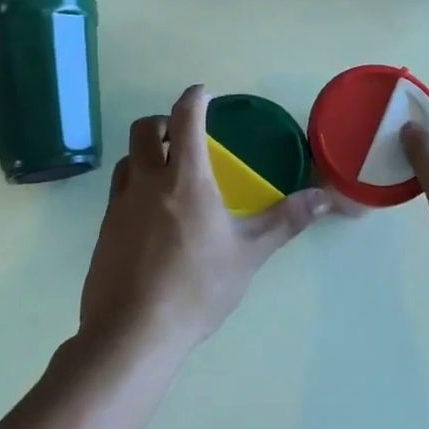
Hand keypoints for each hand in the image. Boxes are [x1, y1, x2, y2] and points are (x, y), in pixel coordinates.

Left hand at [79, 85, 324, 361]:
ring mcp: (119, 206)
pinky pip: (118, 193)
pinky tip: (151, 218)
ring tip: (167, 174)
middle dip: (163, 122)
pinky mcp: (104, 232)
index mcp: (185, 178)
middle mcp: (147, 182)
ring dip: (145, 154)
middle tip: (181, 136)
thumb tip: (324, 196)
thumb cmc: (197, 287)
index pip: (185, 119)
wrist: (132, 335)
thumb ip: (285, 220)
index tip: (203, 92)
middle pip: (143, 129)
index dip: (194, 98)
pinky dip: (135, 187)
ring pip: (127, 160)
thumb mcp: (249, 254)